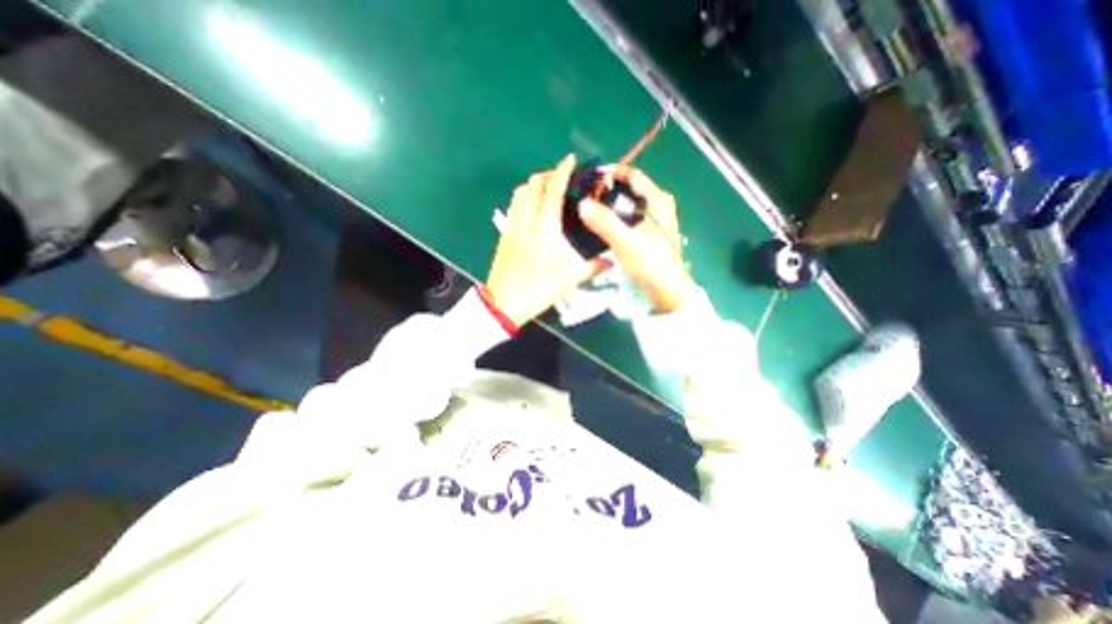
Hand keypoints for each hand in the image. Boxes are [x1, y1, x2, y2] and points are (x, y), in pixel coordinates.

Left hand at [487, 153, 606, 326]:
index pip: (553, 192)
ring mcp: (512, 228)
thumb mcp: (571, 279)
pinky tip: (531, 210)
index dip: (562, 172)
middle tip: (560, 179)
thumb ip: (593, 267)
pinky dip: (523, 200)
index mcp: (545, 229)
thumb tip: (612, 260)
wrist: (505, 304)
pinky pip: (513, 209)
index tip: (570, 160)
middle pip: (532, 187)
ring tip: (545, 191)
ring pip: (519, 195)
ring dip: (532, 186)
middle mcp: (526, 222)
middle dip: (546, 175)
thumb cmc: (539, 289)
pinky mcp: (504, 236)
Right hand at [584, 166, 691, 312]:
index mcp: (658, 200)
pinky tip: (603, 226)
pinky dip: (617, 216)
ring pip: (629, 203)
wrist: (669, 291)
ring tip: (589, 210)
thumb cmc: (652, 265)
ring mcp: (656, 218)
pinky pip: (630, 216)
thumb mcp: (626, 243)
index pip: (632, 174)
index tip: (588, 181)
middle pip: (629, 188)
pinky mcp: (651, 232)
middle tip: (585, 198)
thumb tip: (582, 203)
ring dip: (610, 205)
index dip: (610, 174)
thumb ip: (605, 223)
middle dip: (607, 190)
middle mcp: (659, 204)